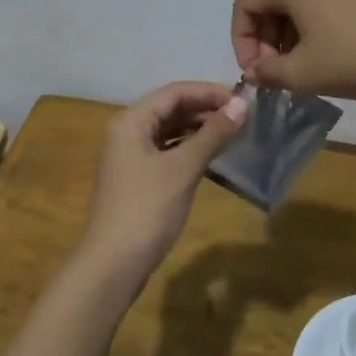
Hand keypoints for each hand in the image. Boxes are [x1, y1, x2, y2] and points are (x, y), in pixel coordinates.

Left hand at [79, 82, 248, 288]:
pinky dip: (188, 149)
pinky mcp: (136, 179)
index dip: (208, 92)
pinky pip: (166, 151)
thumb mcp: (183, 168)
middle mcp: (126, 132)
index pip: (174, 92)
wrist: (113, 263)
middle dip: (205, 109)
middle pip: (170, 109)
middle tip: (241, 117)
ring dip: (198, 129)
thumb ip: (213, 134)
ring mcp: (129, 157)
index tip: (242, 100)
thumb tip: (242, 105)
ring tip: (232, 133)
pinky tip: (211, 156)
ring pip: (168, 131)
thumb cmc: (147, 208)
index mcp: (131, 121)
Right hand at [231, 0, 355, 100]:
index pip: (245, 3)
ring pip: (296, 5)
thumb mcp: (302, 73)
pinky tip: (327, 59)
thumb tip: (256, 72)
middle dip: (265, 40)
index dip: (240, 40)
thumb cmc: (354, 58)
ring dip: (288, 38)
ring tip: (301, 72)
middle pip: (271, 2)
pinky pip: (321, 5)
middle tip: (276, 74)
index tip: (255, 72)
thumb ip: (268, 73)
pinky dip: (312, 30)